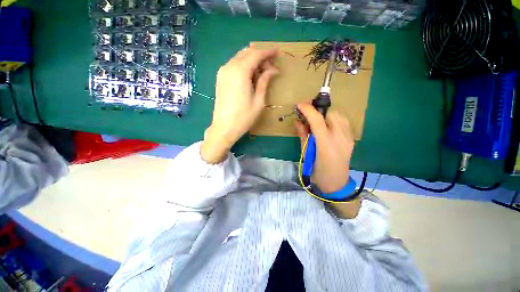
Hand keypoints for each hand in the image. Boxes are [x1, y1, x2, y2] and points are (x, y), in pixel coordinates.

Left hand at [201, 46, 277, 163]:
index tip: (277, 53)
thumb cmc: (244, 117)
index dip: (268, 52)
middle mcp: (229, 67)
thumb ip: (264, 81)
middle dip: (260, 57)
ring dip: (252, 61)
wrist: (224, 128)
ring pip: (239, 58)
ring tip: (262, 72)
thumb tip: (273, 70)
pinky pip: (233, 65)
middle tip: (271, 67)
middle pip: (247, 53)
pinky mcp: (220, 78)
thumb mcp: (259, 100)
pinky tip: (250, 76)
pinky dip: (244, 66)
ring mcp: (222, 72)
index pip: (256, 54)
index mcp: (240, 71)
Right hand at [294, 104, 354, 192]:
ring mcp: (348, 138)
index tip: (299, 105)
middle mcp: (340, 138)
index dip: (308, 109)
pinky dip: (333, 119)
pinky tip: (327, 126)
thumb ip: (303, 135)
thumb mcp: (306, 154)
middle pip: (330, 114)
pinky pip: (343, 122)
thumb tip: (297, 121)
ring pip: (338, 115)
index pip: (317, 120)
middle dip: (317, 111)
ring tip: (317, 121)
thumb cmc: (317, 171)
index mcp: (326, 144)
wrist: (336, 183)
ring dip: (325, 115)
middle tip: (307, 115)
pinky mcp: (351, 138)